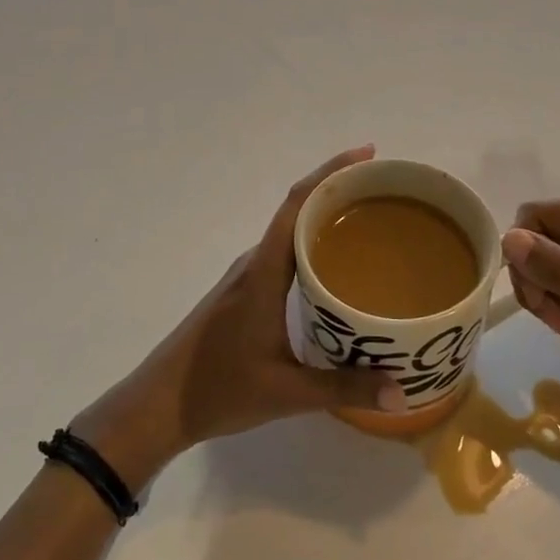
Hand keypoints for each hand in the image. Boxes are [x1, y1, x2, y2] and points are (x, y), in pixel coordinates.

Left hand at [75, 147, 408, 487]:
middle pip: (298, 210)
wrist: (158, 405)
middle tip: (387, 192)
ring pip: (290, 233)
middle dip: (339, 191)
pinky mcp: (244, 292)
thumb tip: (402, 393)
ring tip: (373, 224)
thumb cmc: (218, 390)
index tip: (368, 155)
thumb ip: (344, 389)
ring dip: (326, 219)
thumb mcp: (287, 393)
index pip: (297, 205)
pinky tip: (336, 269)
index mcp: (263, 272)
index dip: (331, 173)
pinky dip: (312, 245)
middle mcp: (254, 263)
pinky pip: (284, 254)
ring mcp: (246, 276)